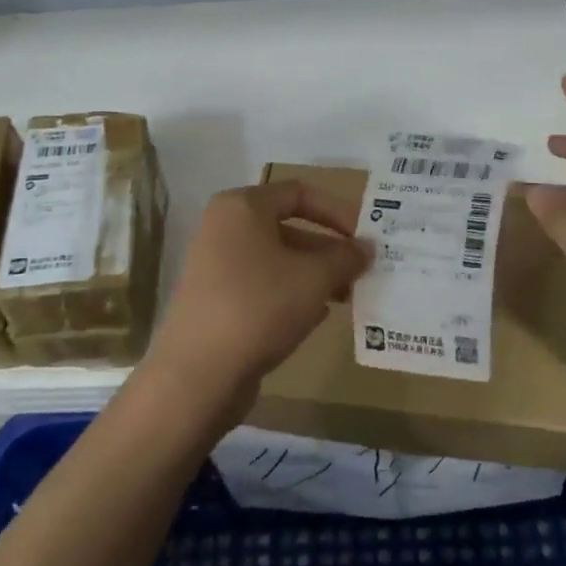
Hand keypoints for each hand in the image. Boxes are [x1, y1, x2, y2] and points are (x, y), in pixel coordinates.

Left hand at [143, 180, 371, 426]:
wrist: (199, 373)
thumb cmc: (260, 306)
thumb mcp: (315, 278)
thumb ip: (345, 257)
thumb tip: (366, 248)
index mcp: (242, 206)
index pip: (299, 193)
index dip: (337, 211)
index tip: (365, 237)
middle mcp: (224, 228)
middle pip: (289, 227)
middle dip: (329, 250)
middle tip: (363, 272)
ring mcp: (216, 265)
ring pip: (278, 260)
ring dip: (315, 275)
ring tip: (348, 297)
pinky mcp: (216, 300)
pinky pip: (262, 286)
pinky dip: (291, 295)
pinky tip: (317, 317)